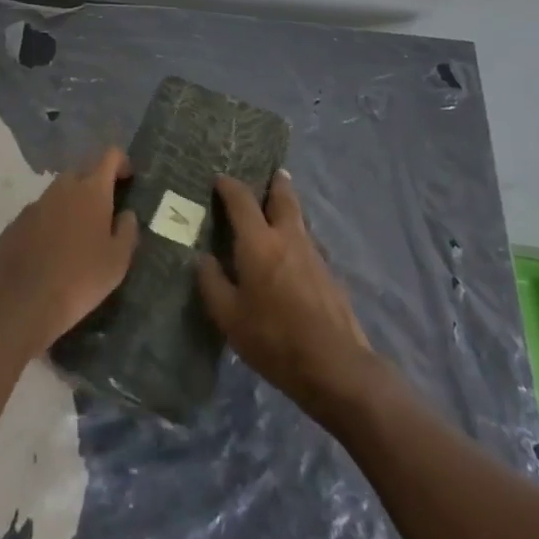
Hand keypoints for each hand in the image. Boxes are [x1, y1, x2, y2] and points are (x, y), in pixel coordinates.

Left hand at [0, 147, 139, 355]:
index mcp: (92, 190)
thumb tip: (127, 214)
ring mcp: (35, 204)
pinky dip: (47, 224)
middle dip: (93, 185)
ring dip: (69, 205)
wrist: (22, 303)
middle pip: (82, 173)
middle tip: (102, 214)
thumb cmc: (80, 279)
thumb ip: (127, 231)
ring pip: (57, 194)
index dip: (121, 163)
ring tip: (75, 237)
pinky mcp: (14, 224)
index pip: (110, 156)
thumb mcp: (118, 261)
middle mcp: (62, 188)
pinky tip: (48, 253)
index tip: (127, 180)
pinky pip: (37, 215)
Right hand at [198, 171, 379, 416]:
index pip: (241, 200)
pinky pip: (307, 242)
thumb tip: (204, 258)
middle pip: (283, 196)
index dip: (229, 186)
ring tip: (277, 210)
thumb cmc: (274, 338)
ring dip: (288, 208)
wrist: (335, 364)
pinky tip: (291, 255)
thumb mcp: (229, 317)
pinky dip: (296, 237)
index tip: (220, 179)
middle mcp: (288, 237)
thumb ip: (212, 283)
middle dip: (275, 182)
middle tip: (270, 174)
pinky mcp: (329, 273)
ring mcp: (313, 253)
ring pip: (299, 219)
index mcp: (259, 242)